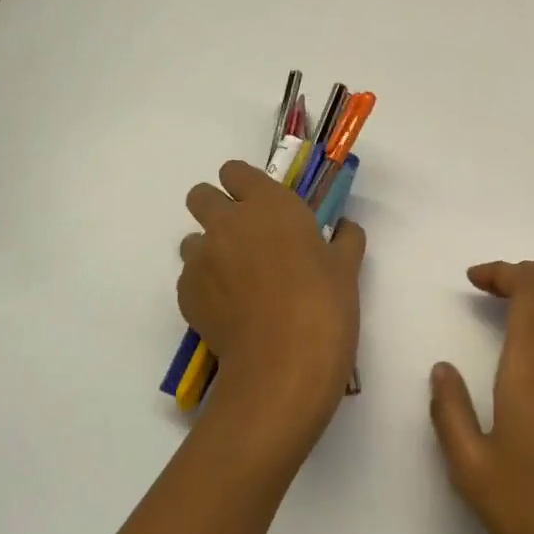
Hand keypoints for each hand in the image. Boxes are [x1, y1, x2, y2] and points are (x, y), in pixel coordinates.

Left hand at [179, 161, 365, 437]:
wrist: (284, 362)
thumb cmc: (324, 304)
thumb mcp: (347, 267)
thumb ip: (345, 239)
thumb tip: (345, 229)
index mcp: (268, 204)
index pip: (235, 172)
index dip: (245, 186)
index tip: (261, 205)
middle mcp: (227, 222)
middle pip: (200, 196)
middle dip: (216, 209)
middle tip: (245, 238)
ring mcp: (201, 258)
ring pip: (192, 240)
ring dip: (210, 251)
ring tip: (237, 280)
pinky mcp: (186, 293)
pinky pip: (190, 278)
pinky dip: (206, 287)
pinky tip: (231, 311)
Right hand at [428, 261, 533, 533]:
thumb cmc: (527, 512)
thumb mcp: (469, 468)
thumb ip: (449, 410)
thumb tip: (441, 369)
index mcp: (533, 371)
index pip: (532, 291)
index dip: (504, 272)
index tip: (473, 281)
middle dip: (530, 269)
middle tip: (493, 286)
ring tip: (518, 303)